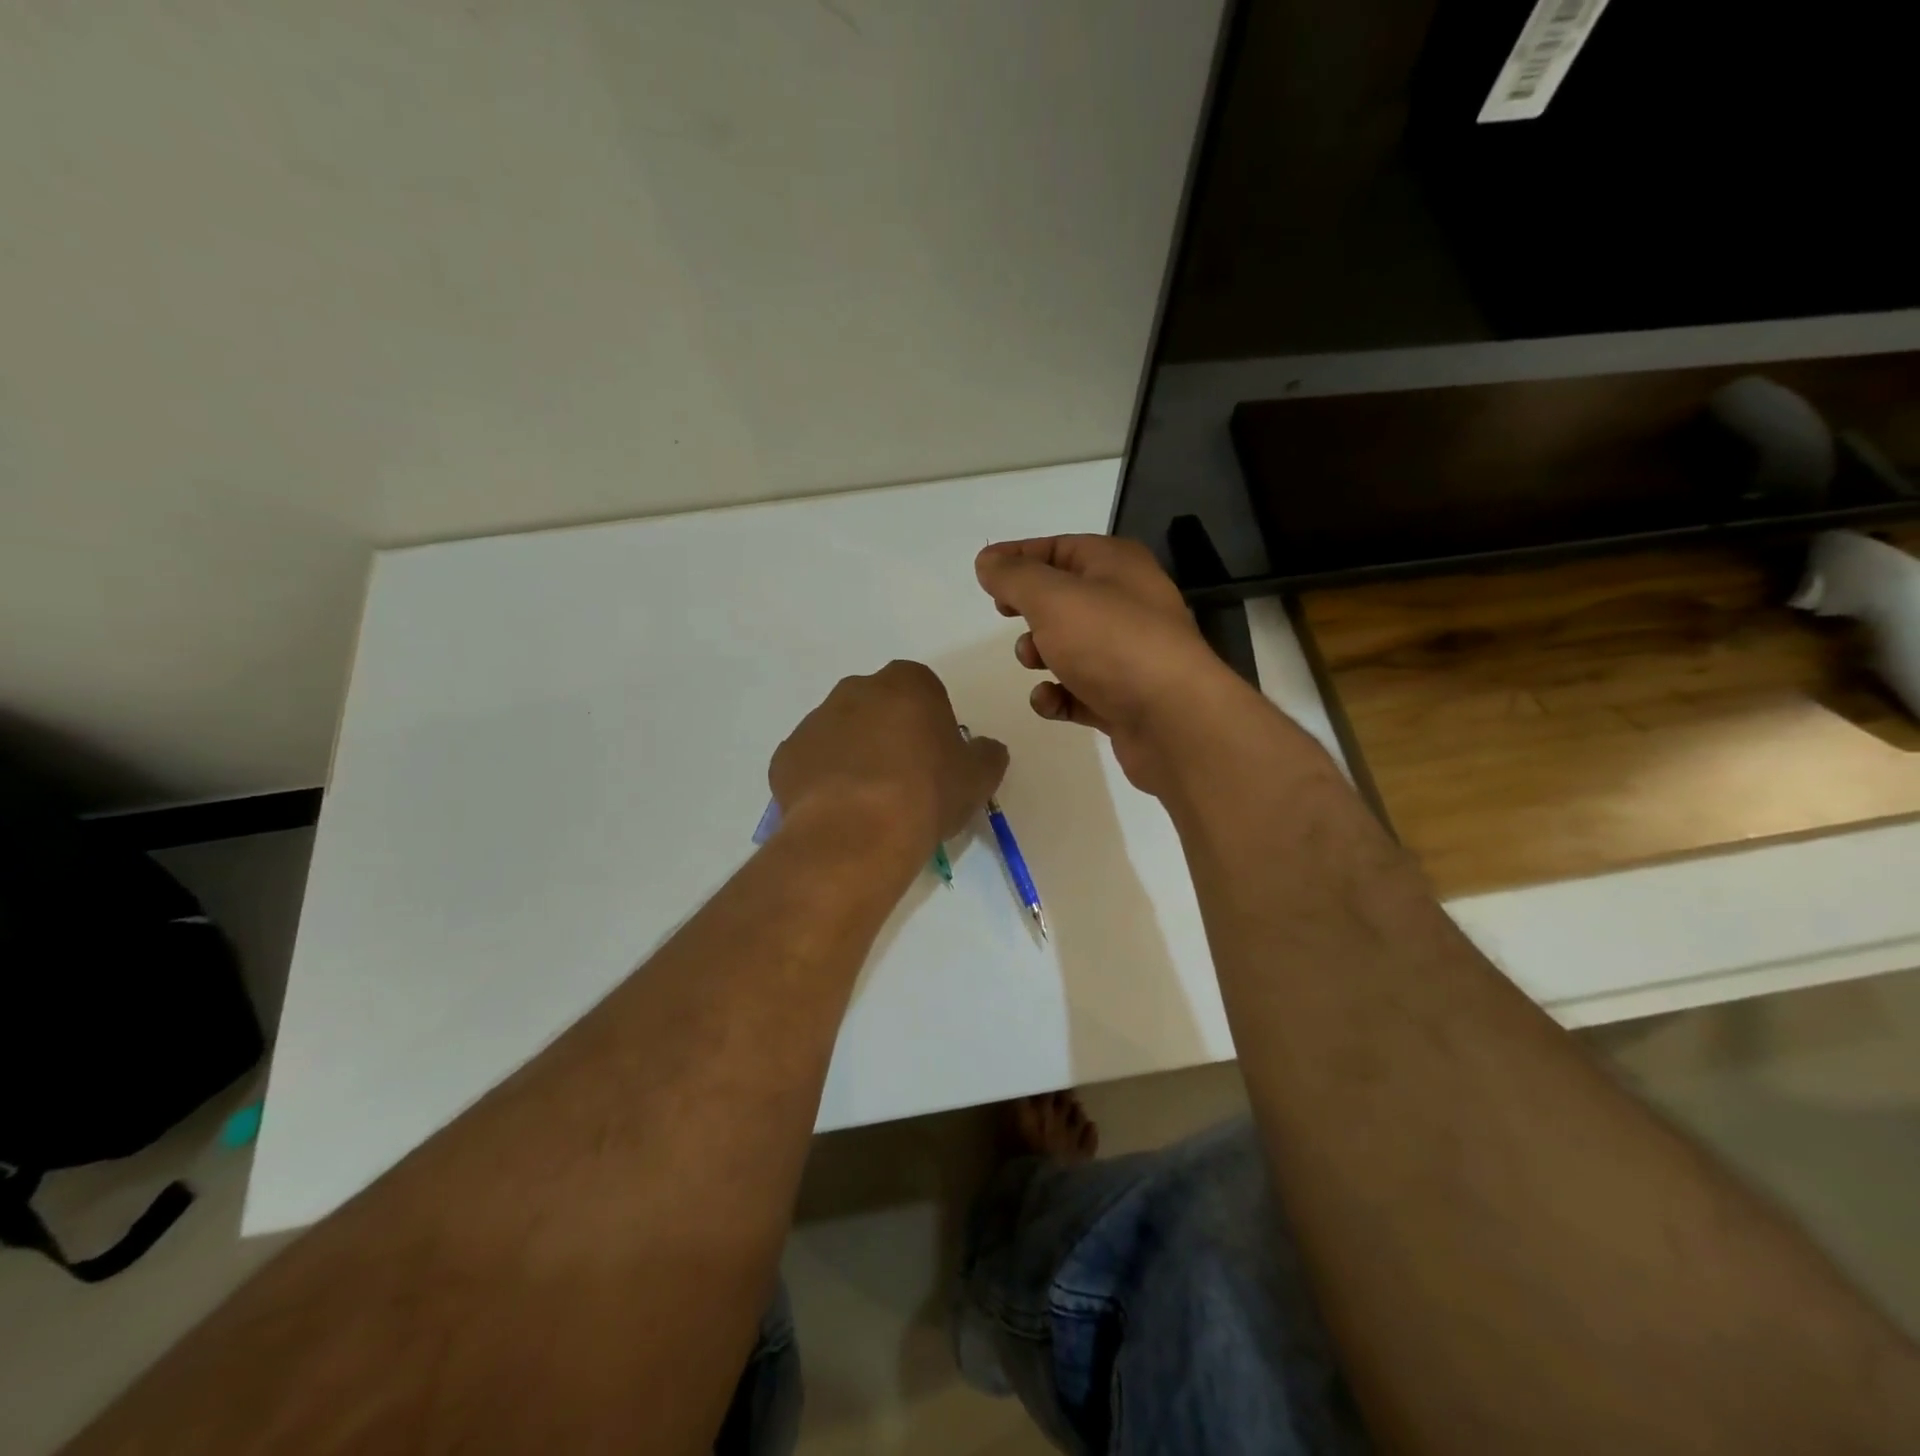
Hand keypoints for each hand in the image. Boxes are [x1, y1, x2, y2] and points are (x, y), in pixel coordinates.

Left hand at [770, 660, 1008, 857]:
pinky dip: (823, 780)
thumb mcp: (978, 777)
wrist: (857, 832)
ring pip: (840, 733)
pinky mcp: (786, 755)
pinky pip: (811, 763)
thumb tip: (984, 748)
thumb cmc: (926, 794)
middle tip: (903, 778)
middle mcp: (856, 689)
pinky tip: (838, 812)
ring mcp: (814, 720)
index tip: (935, 756)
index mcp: (906, 683)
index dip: (930, 721)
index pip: (923, 689)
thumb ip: (986, 754)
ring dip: (853, 755)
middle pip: (877, 705)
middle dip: (888, 732)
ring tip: (867, 802)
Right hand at [975, 535, 1249, 793]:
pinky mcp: (1122, 697)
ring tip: (1034, 662)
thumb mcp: (1053, 598)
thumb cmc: (1112, 643)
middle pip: (1064, 597)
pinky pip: (1078, 690)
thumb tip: (988, 562)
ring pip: (1069, 646)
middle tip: (1006, 615)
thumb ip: (1014, 577)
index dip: (1019, 556)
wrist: (1173, 719)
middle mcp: (1127, 603)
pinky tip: (1051, 702)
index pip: (1060, 548)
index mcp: (1117, 565)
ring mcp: (1127, 653)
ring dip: (1039, 654)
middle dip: (1029, 609)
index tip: (984, 572)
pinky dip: (1058, 695)